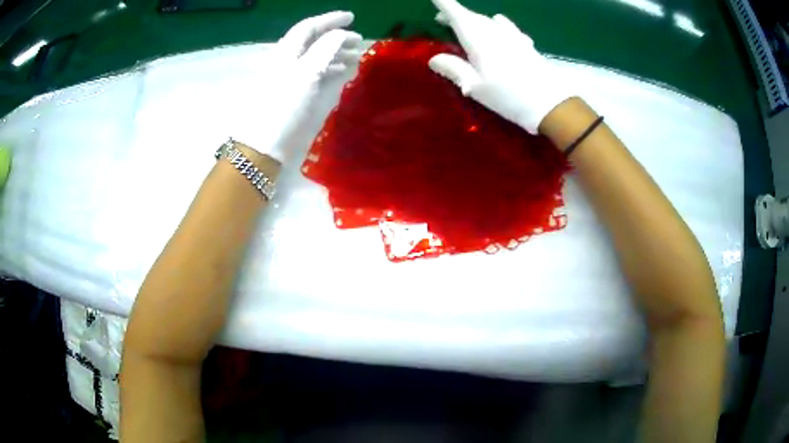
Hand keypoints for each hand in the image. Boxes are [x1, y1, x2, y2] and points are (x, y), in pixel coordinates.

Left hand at [231, 12, 361, 162]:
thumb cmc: (284, 106)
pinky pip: (315, 74)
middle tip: (358, 41)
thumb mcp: (306, 73)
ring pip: (315, 58)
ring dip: (335, 53)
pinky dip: (330, 69)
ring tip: (355, 56)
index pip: (309, 27)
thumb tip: (341, 33)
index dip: (330, 19)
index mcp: (287, 52)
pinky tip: (342, 73)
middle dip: (336, 37)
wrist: (264, 144)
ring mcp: (291, 78)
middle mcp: (288, 61)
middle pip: (313, 42)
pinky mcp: (294, 94)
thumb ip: (325, 49)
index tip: (352, 17)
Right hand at [427, 0, 573, 134]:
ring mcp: (513, 37)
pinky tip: (500, 29)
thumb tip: (433, 59)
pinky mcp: (526, 44)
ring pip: (490, 21)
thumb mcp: (476, 87)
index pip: (459, 16)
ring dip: (476, 19)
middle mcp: (495, 33)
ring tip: (469, 25)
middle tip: (442, 18)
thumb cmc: (509, 97)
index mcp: (479, 41)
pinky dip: (498, 24)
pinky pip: (508, 27)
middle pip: (473, 17)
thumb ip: (454, 69)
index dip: (446, 4)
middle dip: (456, 14)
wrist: (550, 104)